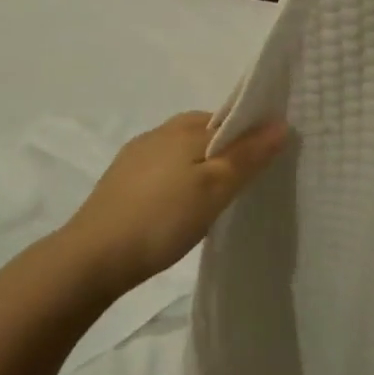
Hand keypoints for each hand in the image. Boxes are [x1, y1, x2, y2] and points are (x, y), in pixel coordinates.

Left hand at [60, 112, 287, 293]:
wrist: (93, 256)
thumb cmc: (162, 219)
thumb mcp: (214, 189)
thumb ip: (247, 156)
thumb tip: (281, 123)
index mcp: (184, 128)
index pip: (228, 118)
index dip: (250, 134)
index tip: (267, 161)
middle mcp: (159, 132)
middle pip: (204, 131)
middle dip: (225, 148)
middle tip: (243, 183)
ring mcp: (136, 155)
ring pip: (181, 149)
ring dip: (200, 163)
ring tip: (214, 197)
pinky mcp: (121, 179)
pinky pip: (162, 167)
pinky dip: (178, 177)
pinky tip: (178, 206)